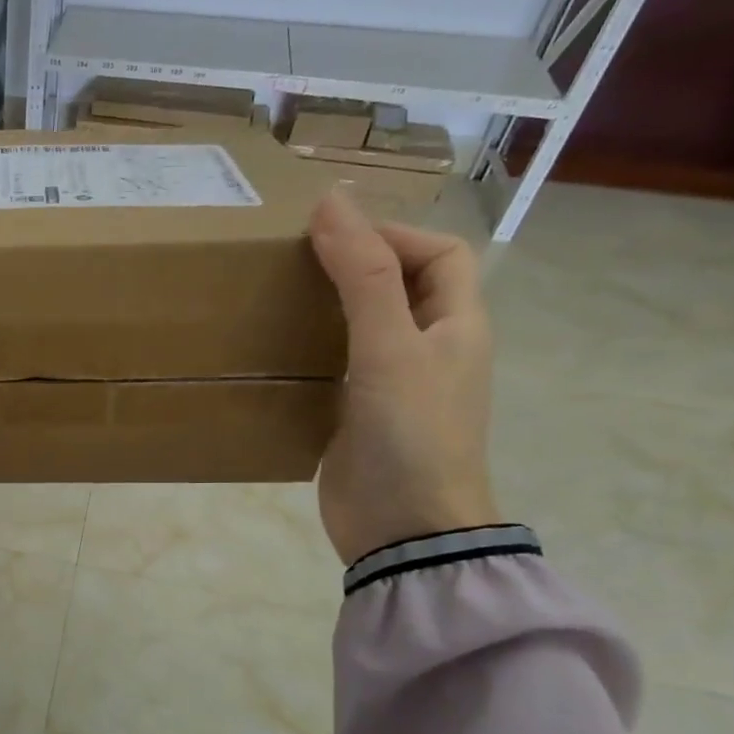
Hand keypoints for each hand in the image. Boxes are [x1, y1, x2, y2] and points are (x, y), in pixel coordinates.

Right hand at [309, 190, 499, 564]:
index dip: (393, 232)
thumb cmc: (411, 434)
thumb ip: (363, 275)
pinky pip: (339, 364)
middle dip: (356, 262)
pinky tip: (277, 348)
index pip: (439, 254)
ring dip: (329, 304)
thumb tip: (333, 203)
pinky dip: (313, 347)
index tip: (331, 236)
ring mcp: (394, 385)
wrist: (403, 530)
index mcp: (457, 326)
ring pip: (366, 324)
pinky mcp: (360, 414)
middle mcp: (430, 350)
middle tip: (295, 259)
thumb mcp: (390, 347)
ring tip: (278, 294)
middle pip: (401, 284)